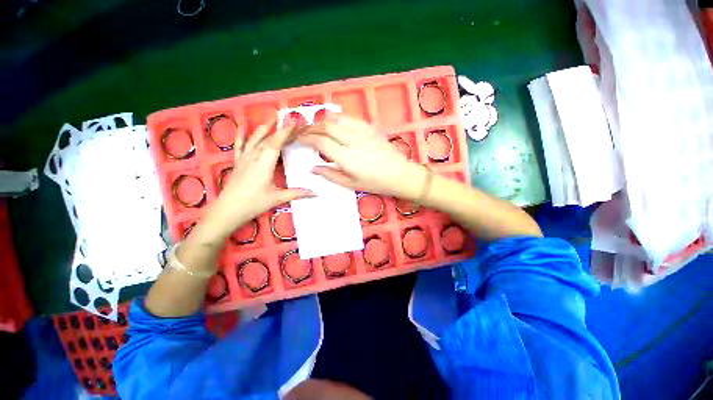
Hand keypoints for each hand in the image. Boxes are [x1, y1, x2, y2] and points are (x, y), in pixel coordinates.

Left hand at [200, 120, 313, 239]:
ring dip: (264, 128)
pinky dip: (241, 135)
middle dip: (281, 130)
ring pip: (254, 139)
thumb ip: (296, 193)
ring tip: (272, 117)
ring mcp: (244, 159)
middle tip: (292, 123)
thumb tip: (315, 193)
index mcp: (264, 165)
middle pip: (268, 140)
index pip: (275, 144)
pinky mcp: (238, 162)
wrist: (227, 210)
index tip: (294, 122)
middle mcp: (253, 158)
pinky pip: (239, 145)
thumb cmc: (253, 203)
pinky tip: (242, 126)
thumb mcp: (277, 198)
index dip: (285, 132)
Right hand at [300, 115, 427, 198]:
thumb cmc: (375, 183)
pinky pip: (349, 118)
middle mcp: (352, 140)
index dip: (307, 139)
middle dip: (311, 128)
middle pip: (326, 126)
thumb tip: (312, 168)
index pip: (320, 142)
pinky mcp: (370, 127)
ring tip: (317, 128)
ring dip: (323, 121)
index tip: (299, 140)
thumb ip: (330, 174)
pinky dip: (337, 119)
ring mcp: (363, 131)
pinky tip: (335, 125)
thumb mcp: (351, 184)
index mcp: (346, 157)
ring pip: (337, 118)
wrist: (400, 174)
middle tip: (305, 133)